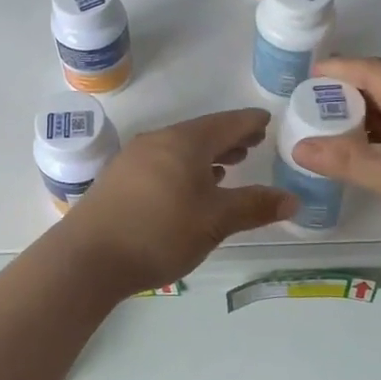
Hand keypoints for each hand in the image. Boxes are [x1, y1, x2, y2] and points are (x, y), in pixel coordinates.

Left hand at [59, 108, 295, 295]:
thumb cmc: (159, 232)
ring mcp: (134, 159)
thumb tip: (292, 199)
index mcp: (184, 142)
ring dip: (206, 155)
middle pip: (201, 133)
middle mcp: (158, 141)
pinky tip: (189, 187)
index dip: (249, 123)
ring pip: (179, 149)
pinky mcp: (119, 180)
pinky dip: (184, 168)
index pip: (226, 123)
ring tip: (227, 166)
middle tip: (253, 143)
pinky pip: (162, 163)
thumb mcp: (215, 222)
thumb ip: (254, 207)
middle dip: (229, 138)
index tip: (266, 121)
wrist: (87, 257)